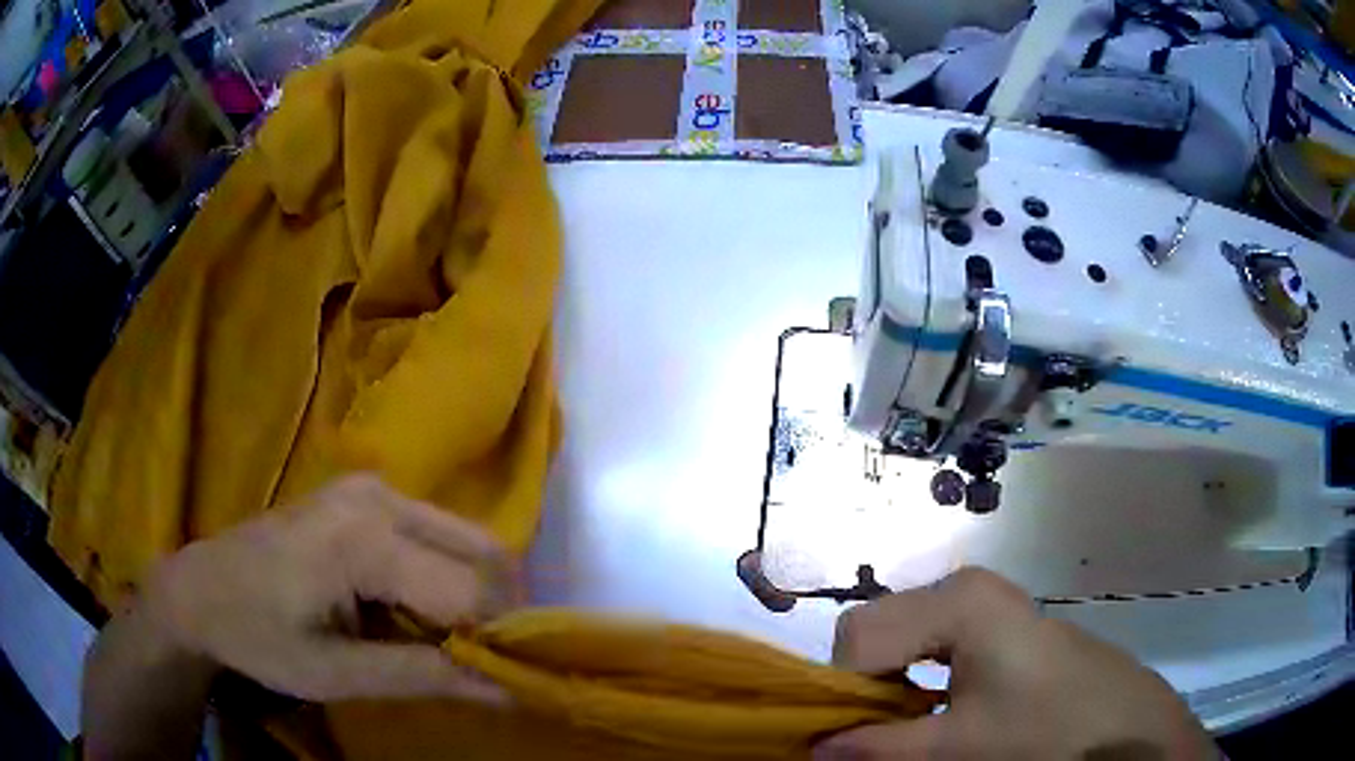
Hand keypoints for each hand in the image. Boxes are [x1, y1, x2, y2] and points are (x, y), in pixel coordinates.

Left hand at [136, 473, 512, 702]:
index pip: (475, 590)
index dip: (499, 639)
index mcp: (366, 540)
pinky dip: (445, 578)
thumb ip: (424, 677)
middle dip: (496, 613)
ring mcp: (372, 488)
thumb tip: (508, 690)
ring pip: (466, 541)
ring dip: (472, 596)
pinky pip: (436, 534)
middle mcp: (380, 497)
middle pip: (485, 553)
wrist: (200, 589)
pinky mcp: (365, 494)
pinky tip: (412, 612)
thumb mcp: (337, 674)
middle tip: (475, 663)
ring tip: (441, 642)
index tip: (500, 681)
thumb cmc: (259, 637)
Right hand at [816, 568, 1214, 759]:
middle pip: (878, 633)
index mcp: (957, 600)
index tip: (850, 741)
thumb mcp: (956, 749)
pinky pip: (933, 647)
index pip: (857, 637)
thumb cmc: (1046, 731)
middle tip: (878, 737)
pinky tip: (938, 713)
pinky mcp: (1001, 624)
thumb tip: (813, 748)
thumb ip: (878, 747)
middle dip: (864, 688)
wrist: (1126, 728)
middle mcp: (966, 588)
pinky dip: (918, 681)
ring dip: (889, 688)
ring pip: (903, 641)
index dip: (842, 692)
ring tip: (906, 729)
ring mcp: (987, 604)